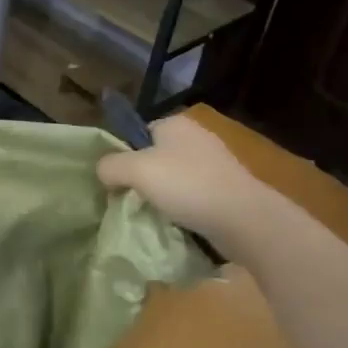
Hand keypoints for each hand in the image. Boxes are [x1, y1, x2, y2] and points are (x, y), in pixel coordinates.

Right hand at [97, 115, 260, 245]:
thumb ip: (110, 166)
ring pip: (175, 178)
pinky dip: (183, 208)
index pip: (139, 133)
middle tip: (130, 200)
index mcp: (175, 124)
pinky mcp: (227, 189)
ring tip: (152, 215)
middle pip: (156, 157)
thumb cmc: (187, 185)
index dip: (125, 155)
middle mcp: (197, 137)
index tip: (117, 180)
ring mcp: (216, 164)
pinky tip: (176, 223)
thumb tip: (103, 171)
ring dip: (163, 195)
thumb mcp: (135, 170)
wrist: (243, 219)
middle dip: (143, 178)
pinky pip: (193, 195)